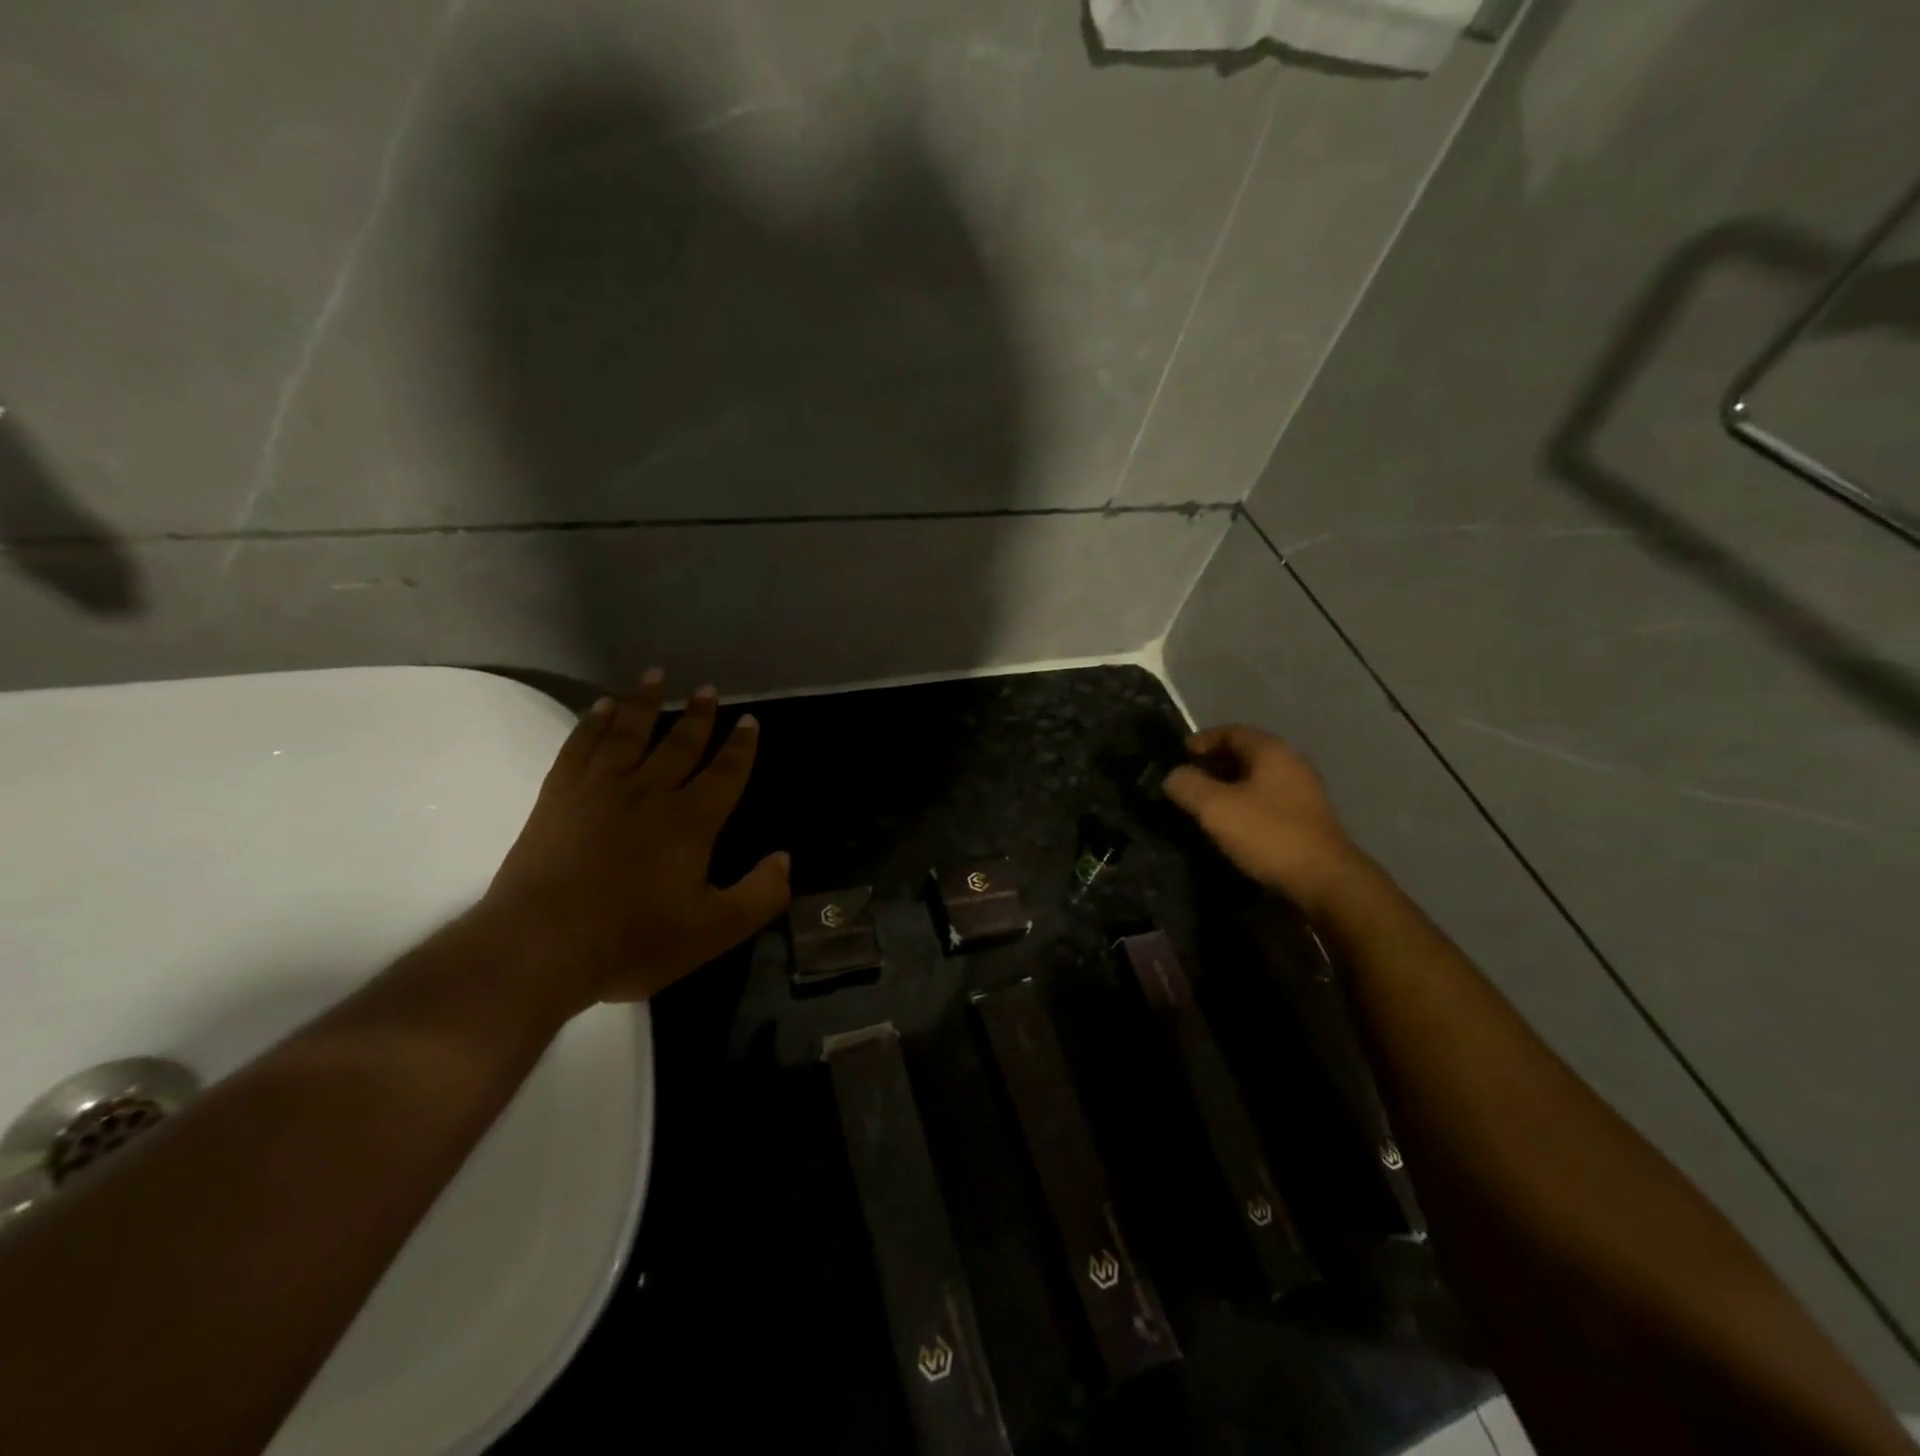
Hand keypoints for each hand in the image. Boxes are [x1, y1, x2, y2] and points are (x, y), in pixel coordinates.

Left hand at [481, 670, 790, 1010]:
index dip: (741, 747)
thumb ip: (760, 895)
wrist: (539, 949)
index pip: (725, 773)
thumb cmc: (633, 941)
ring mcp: (599, 790)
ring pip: (628, 733)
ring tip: (655, 675)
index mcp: (691, 821)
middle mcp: (649, 793)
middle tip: (707, 689)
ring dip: (644, 702)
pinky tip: (599, 707)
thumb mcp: (715, 930)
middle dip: (697, 716)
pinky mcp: (558, 798)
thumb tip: (785, 858)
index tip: (749, 721)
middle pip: (679, 744)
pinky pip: (579, 747)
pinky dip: (591, 724)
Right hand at [1164, 725, 1364, 917]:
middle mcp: (1291, 763)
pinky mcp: (1307, 818)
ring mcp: (1303, 791)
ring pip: (1257, 778)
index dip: (1202, 740)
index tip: (1178, 757)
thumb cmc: (1268, 834)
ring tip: (1204, 805)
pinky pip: (1268, 799)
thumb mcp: (1215, 807)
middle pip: (1245, 753)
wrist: (1325, 880)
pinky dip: (1245, 803)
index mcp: (1271, 751)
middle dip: (1213, 764)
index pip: (1231, 731)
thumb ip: (1187, 785)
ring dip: (1229, 786)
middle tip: (1187, 781)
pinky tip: (1232, 824)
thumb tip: (1172, 776)